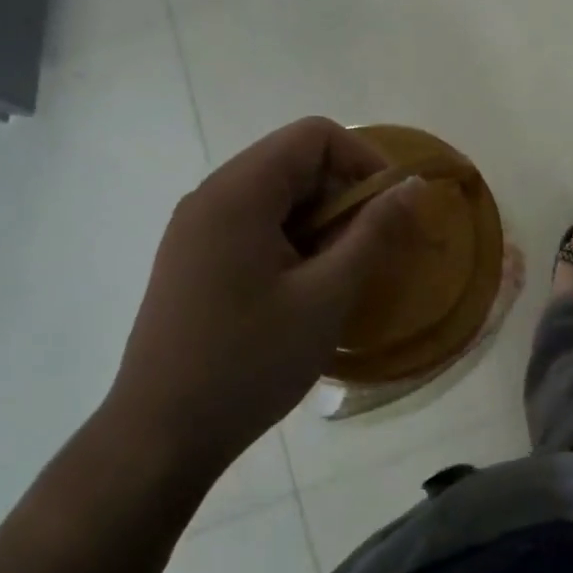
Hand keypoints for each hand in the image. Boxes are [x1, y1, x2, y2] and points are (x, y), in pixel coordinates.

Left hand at [99, 117, 418, 475]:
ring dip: (318, 219)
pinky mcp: (192, 256)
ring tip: (338, 272)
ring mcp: (196, 226)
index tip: (390, 207)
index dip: (363, 159)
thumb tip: (414, 186)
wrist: (159, 437)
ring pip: (276, 193)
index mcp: (238, 193)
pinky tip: (302, 286)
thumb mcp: (326, 296)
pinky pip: (253, 221)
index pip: (314, 135)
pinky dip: (291, 237)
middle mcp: (211, 195)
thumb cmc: (249, 363)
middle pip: (293, 160)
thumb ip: (374, 232)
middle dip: (342, 193)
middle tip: (369, 247)